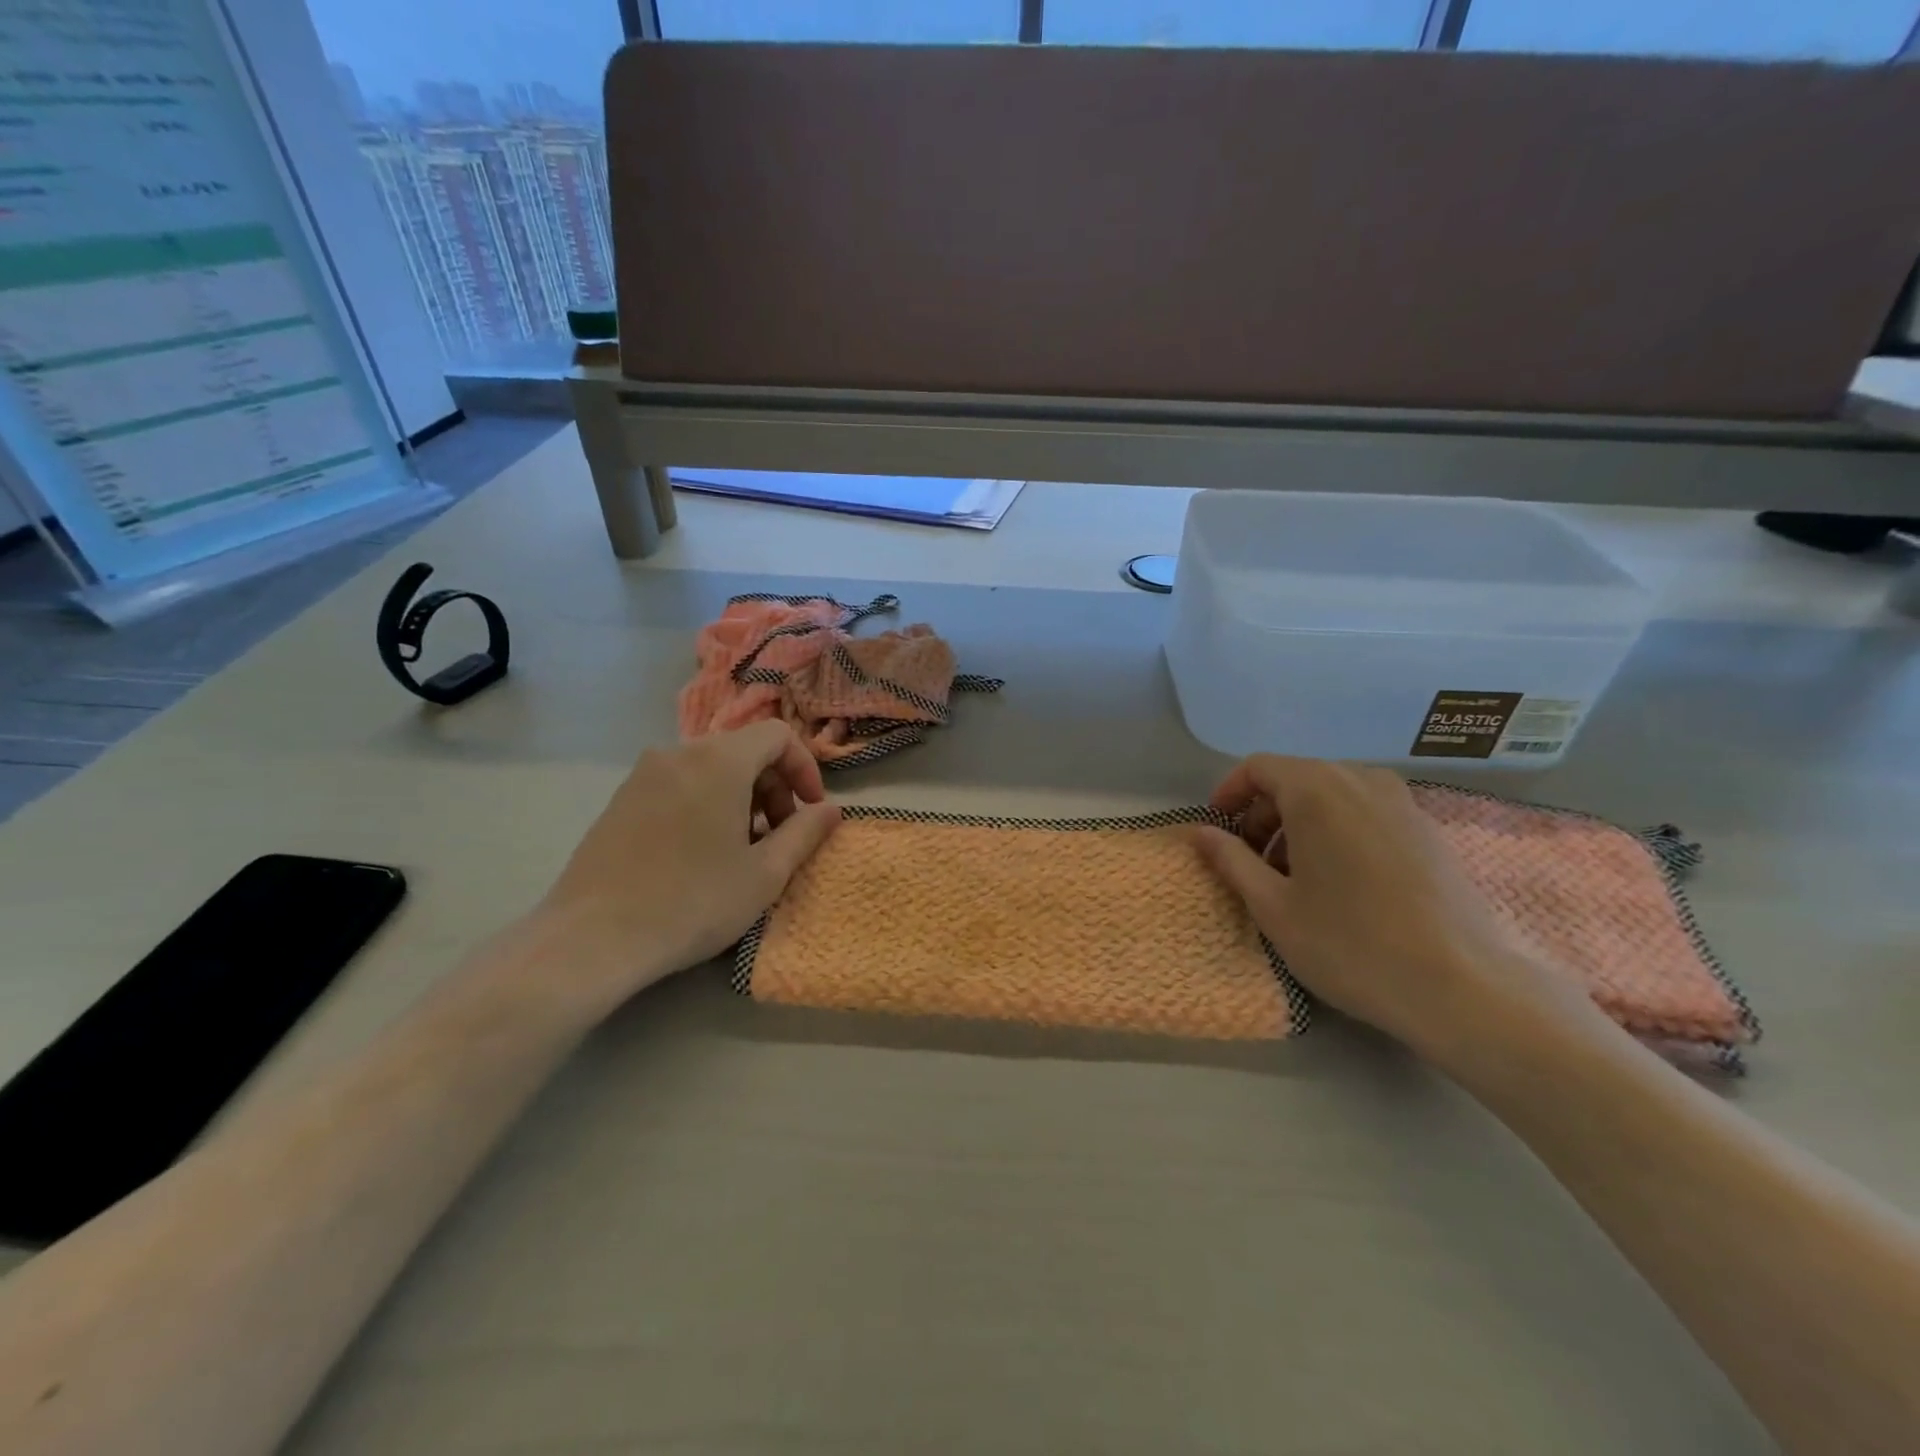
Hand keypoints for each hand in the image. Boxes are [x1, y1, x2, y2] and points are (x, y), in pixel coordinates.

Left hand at [536, 722, 840, 1002]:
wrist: (593, 939)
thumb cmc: (693, 902)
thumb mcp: (765, 874)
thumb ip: (805, 833)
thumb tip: (832, 810)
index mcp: (718, 760)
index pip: (777, 735)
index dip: (804, 768)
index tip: (810, 812)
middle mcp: (678, 753)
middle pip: (743, 751)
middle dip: (773, 787)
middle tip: (779, 837)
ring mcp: (642, 775)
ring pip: (710, 769)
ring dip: (740, 799)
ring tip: (741, 851)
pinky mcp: (619, 800)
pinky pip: (678, 785)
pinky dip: (705, 805)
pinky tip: (699, 855)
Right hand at [1191, 756, 1592, 1059]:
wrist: (1462, 987)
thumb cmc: (1350, 944)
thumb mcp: (1273, 907)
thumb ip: (1231, 860)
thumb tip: (1201, 833)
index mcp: (1317, 790)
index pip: (1259, 767)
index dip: (1229, 794)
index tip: (1216, 830)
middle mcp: (1361, 781)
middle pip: (1296, 778)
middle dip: (1264, 813)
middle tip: (1251, 861)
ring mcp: (1403, 803)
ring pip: (1333, 795)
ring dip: (1300, 824)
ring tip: (1294, 876)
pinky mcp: (1429, 830)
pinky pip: (1367, 812)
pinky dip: (1338, 831)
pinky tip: (1342, 883)